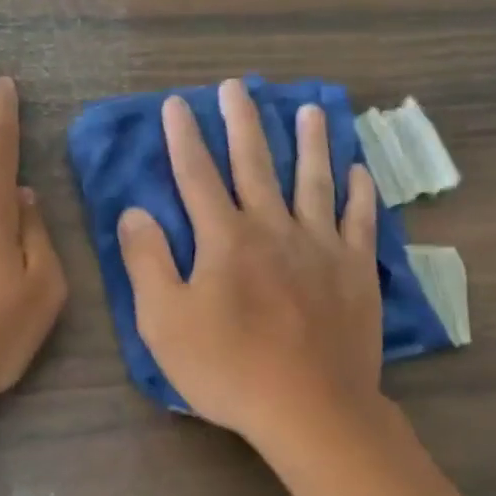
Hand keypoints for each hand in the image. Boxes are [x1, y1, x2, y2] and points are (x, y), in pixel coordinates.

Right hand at [118, 78, 382, 446]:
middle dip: (243, 122)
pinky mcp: (356, 270)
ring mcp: (322, 246)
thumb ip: (147, 262)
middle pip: (255, 164)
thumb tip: (135, 212)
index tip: (176, 104)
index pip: (197, 175)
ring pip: (314, 181)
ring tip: (310, 109)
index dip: (184, 138)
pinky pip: (360, 220)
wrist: (310, 408)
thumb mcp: (164, 323)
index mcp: (225, 239)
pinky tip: (358, 172)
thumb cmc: (228, 369)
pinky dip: (359, 193)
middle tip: (237, 87)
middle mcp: (274, 228)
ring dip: (310, 142)